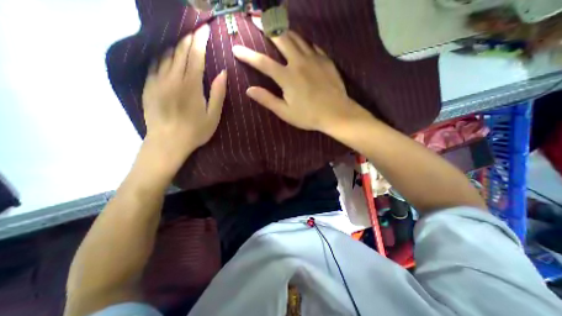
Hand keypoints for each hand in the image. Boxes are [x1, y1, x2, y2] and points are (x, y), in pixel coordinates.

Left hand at [142, 22, 227, 165]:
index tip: (205, 28)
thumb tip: (223, 72)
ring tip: (184, 36)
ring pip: (166, 54)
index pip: (196, 56)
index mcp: (191, 86)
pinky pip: (154, 62)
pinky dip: (162, 53)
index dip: (200, 40)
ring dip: (176, 43)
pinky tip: (167, 51)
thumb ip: (218, 93)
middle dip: (188, 37)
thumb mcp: (213, 116)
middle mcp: (172, 78)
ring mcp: (157, 80)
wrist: (167, 142)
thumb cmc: (196, 131)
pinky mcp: (148, 85)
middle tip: (196, 28)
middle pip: (180, 51)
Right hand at [232, 30, 364, 131]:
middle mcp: (299, 62)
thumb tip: (249, 90)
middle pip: (280, 38)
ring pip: (297, 37)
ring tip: (275, 25)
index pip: (263, 62)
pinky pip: (312, 45)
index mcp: (287, 77)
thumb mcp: (285, 112)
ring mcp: (314, 59)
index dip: (248, 55)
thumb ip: (267, 100)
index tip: (236, 48)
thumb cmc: (309, 116)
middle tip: (255, 18)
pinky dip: (302, 41)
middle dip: (266, 26)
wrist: (336, 113)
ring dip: (284, 29)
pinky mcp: (325, 60)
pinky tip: (300, 42)